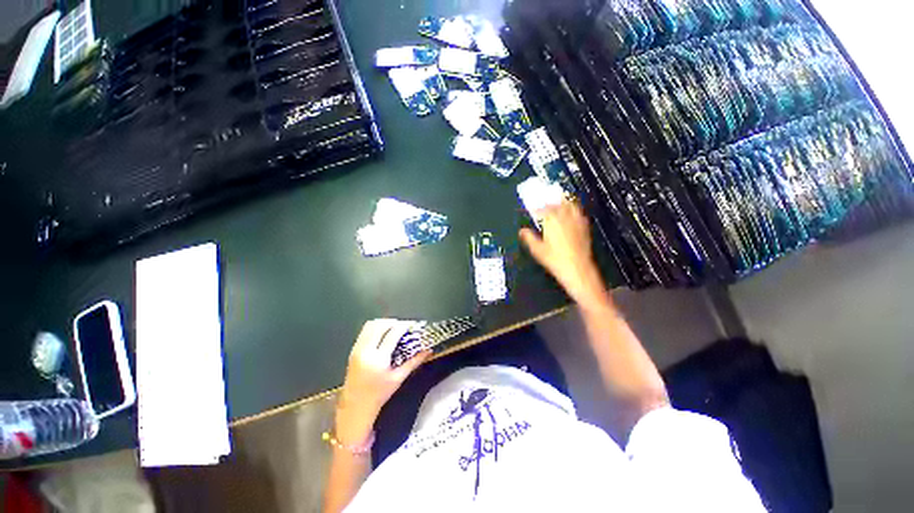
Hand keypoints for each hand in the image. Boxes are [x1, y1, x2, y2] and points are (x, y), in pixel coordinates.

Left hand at [336, 319, 430, 444]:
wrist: (356, 405)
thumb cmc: (380, 394)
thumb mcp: (399, 378)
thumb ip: (414, 362)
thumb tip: (428, 350)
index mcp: (379, 359)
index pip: (392, 334)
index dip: (403, 326)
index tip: (412, 325)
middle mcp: (366, 351)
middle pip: (380, 325)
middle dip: (393, 322)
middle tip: (403, 325)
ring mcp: (357, 349)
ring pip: (370, 325)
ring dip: (383, 322)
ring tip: (393, 327)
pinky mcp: (353, 350)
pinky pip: (364, 331)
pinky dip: (375, 327)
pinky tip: (382, 333)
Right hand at [520, 201, 610, 307]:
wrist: (577, 268)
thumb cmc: (555, 260)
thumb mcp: (537, 250)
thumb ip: (529, 238)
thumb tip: (522, 231)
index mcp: (551, 222)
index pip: (543, 209)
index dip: (537, 207)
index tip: (533, 207)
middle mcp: (564, 218)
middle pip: (557, 203)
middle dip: (550, 200)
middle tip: (545, 198)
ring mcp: (576, 221)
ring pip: (570, 205)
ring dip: (563, 200)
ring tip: (560, 198)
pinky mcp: (584, 227)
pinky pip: (579, 212)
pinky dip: (574, 208)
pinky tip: (573, 211)